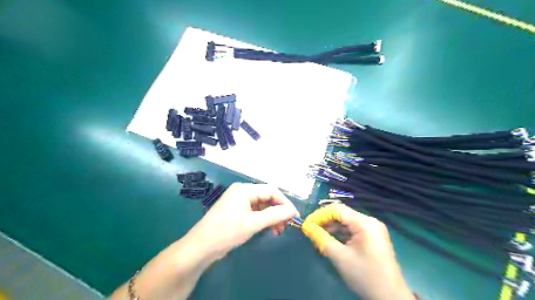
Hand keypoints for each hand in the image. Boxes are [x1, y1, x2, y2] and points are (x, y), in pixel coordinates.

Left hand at [187, 181, 298, 261]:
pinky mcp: (237, 211)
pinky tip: (269, 229)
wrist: (200, 248)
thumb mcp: (252, 224)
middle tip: (286, 225)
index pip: (271, 190)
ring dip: (272, 216)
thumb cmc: (226, 232)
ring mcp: (239, 201)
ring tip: (278, 230)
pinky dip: (264, 219)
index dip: (284, 202)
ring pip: (262, 205)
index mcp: (244, 189)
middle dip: (278, 210)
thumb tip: (293, 211)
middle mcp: (242, 192)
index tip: (294, 216)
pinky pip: (255, 211)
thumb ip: (274, 215)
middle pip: (267, 197)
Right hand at [301, 204, 412, 299]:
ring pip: (346, 222)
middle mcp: (369, 221)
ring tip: (317, 236)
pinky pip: (352, 230)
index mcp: (365, 223)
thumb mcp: (340, 257)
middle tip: (310, 230)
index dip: (320, 215)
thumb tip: (306, 226)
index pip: (337, 210)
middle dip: (325, 221)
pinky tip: (329, 240)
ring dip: (331, 228)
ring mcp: (372, 229)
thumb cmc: (365, 276)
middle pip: (342, 215)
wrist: (390, 298)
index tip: (307, 224)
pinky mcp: (371, 237)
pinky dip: (340, 234)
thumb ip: (321, 238)